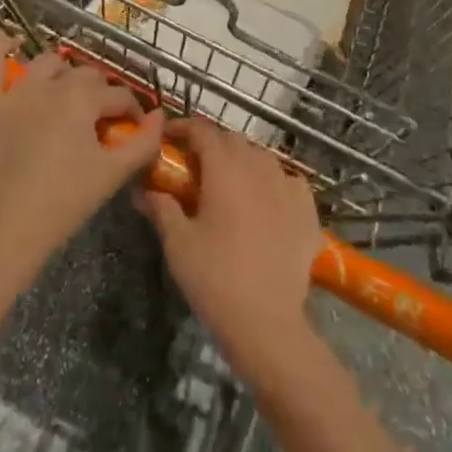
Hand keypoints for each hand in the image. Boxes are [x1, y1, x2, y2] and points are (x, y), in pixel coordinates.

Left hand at [0, 43, 162, 280]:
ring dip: (62, 71)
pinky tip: (9, 40)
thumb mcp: (114, 173)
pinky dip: (1, 50)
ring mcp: (15, 92)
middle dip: (101, 91)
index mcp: (82, 99)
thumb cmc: (67, 201)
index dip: (132, 111)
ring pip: (45, 64)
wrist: (9, 229)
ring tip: (68, 90)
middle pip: (85, 75)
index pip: (118, 94)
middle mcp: (49, 85)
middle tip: (104, 118)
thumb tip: (160, 115)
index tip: (135, 130)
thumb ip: (145, 142)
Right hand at [136, 117, 322, 387]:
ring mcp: (288, 186)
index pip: (202, 130)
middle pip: (232, 140)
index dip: (183, 127)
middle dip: (211, 145)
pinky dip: (273, 182)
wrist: (267, 324)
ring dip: (241, 161)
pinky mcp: (308, 209)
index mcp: (224, 169)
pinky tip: (266, 201)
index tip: (168, 138)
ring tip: (228, 184)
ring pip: (261, 157)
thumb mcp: (178, 243)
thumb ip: (160, 207)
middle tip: (193, 167)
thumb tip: (143, 189)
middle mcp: (258, 167)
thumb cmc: (215, 278)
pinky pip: (288, 180)